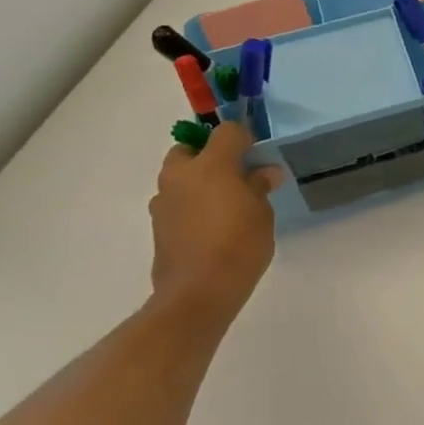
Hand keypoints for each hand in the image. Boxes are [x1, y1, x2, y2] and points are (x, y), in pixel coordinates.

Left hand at [148, 122, 283, 322]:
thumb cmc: (239, 246)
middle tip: (237, 176)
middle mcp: (180, 176)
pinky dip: (192, 203)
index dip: (245, 139)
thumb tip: (265, 172)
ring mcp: (164, 200)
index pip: (227, 132)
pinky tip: (211, 226)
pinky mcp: (158, 224)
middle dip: (211, 155)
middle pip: (191, 149)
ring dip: (199, 181)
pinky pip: (177, 201)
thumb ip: (259, 187)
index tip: (259, 157)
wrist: (198, 292)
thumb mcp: (262, 213)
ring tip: (226, 204)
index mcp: (210, 165)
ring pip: (180, 176)